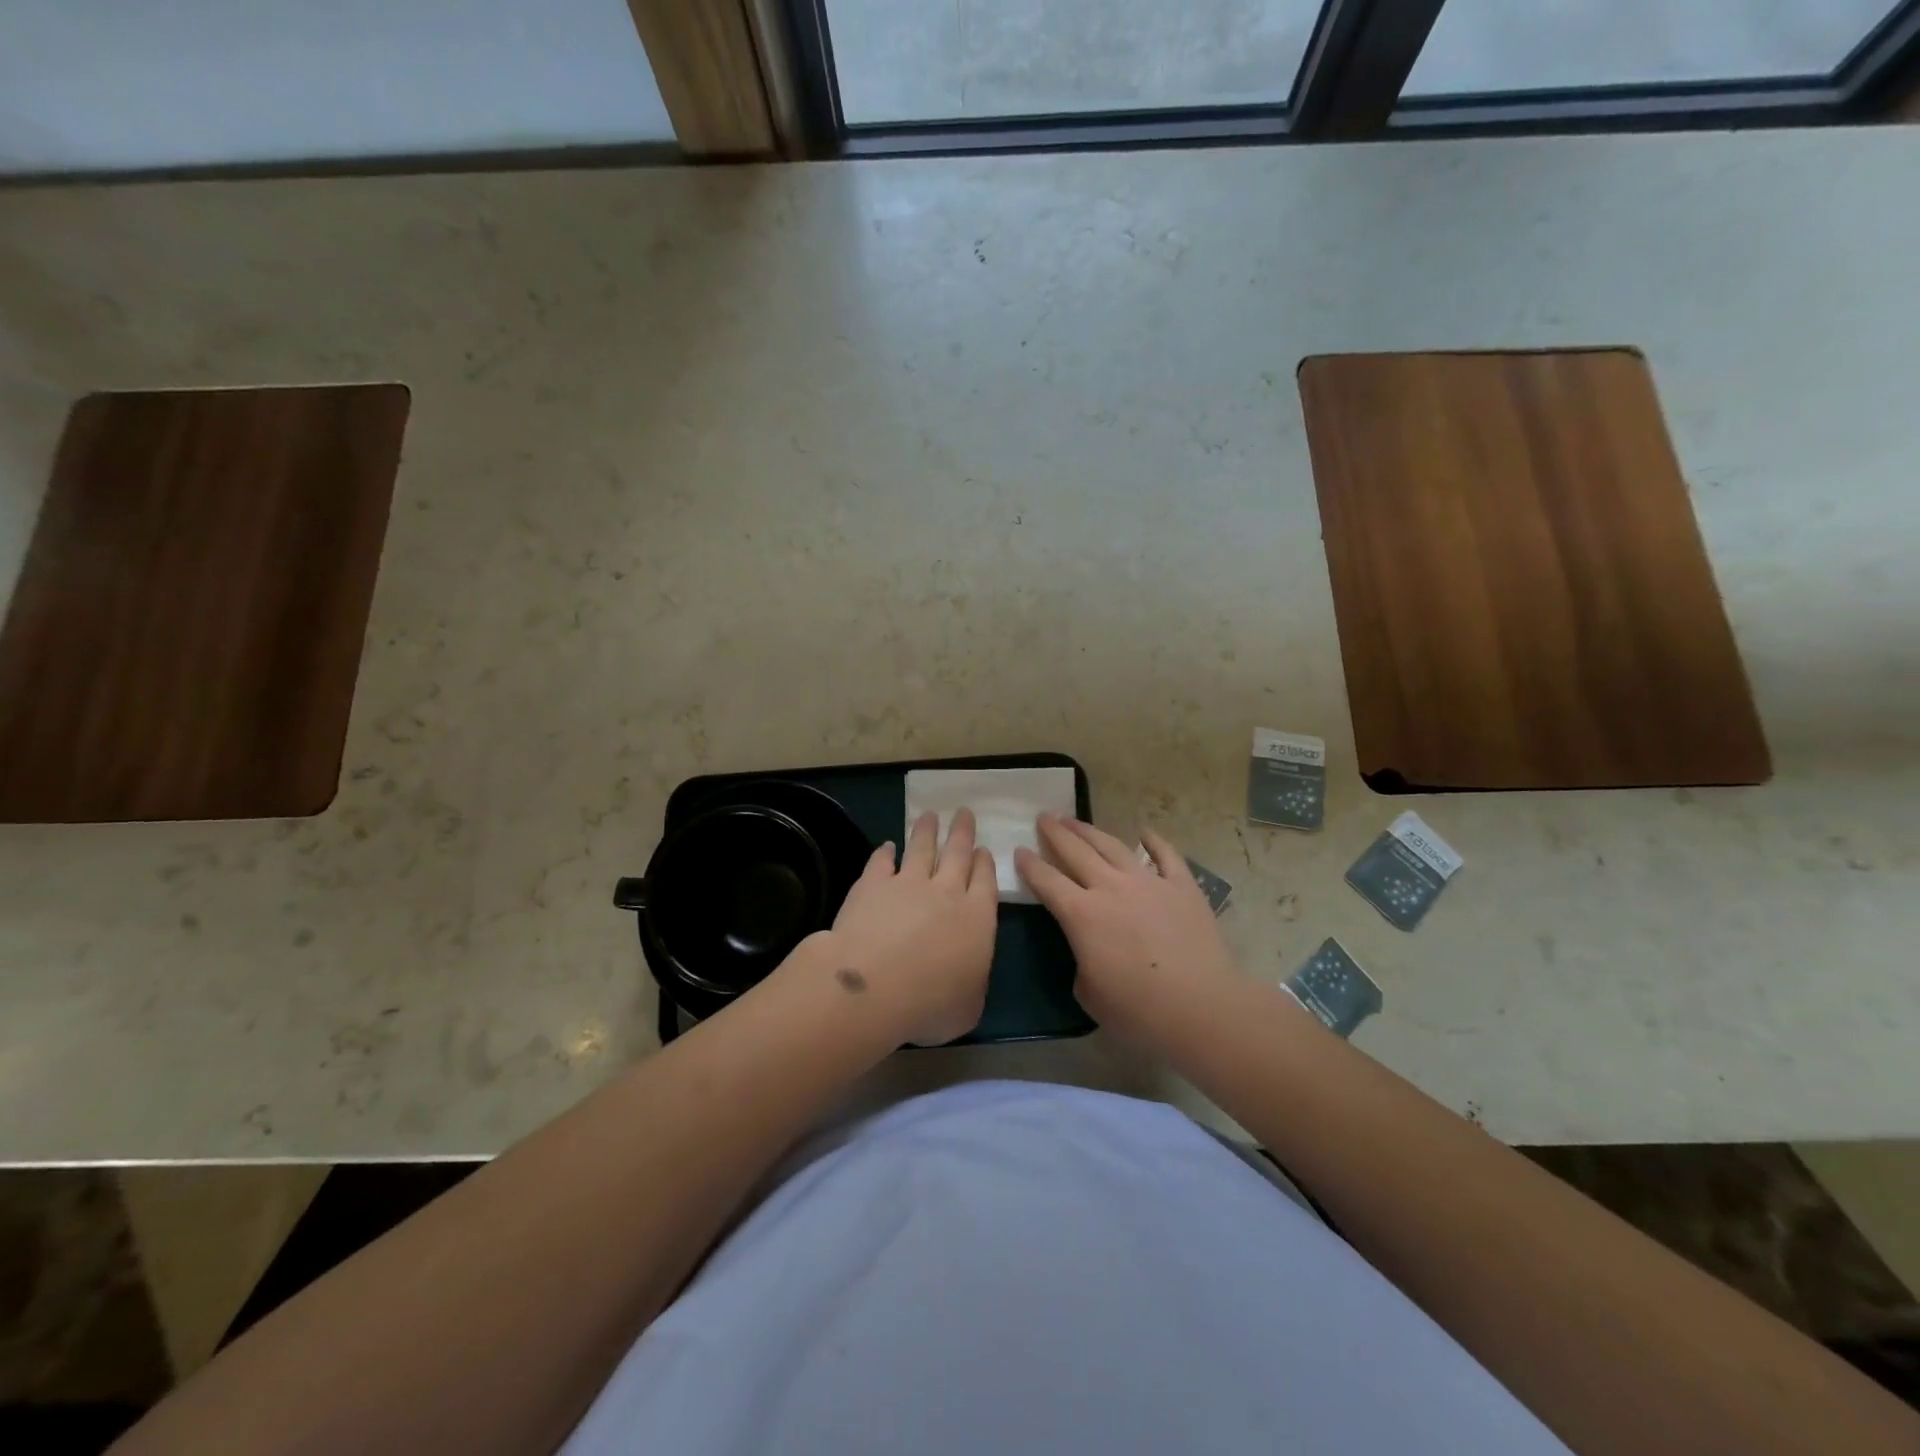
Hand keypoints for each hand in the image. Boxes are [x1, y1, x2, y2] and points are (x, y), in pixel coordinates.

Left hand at [819, 808, 997, 1046]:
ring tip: (930, 815)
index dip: (985, 863)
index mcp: (977, 918)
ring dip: (927, 831)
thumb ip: (972, 983)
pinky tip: (885, 846)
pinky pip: (881, 861)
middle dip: (962, 832)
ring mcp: (908, 883)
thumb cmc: (930, 1004)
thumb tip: (967, 976)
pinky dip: (884, 852)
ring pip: (921, 848)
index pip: (985, 881)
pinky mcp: (872, 884)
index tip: (983, 849)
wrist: (873, 986)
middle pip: (958, 853)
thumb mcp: (969, 1007)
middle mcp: (946, 892)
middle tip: (964, 813)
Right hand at [1015, 815, 1238, 1038]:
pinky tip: (1145, 832)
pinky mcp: (1182, 886)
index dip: (1030, 865)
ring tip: (1075, 819)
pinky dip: (1154, 840)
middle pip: (1076, 851)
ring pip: (1113, 846)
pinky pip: (1166, 855)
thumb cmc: (1138, 1010)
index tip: (1019, 850)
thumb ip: (1082, 962)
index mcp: (1081, 914)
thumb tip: (1090, 950)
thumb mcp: (1089, 993)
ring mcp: (1149, 882)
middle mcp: (1111, 888)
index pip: (1047, 881)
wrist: (1201, 1007)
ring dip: (1090, 830)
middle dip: (1056, 833)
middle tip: (1044, 817)